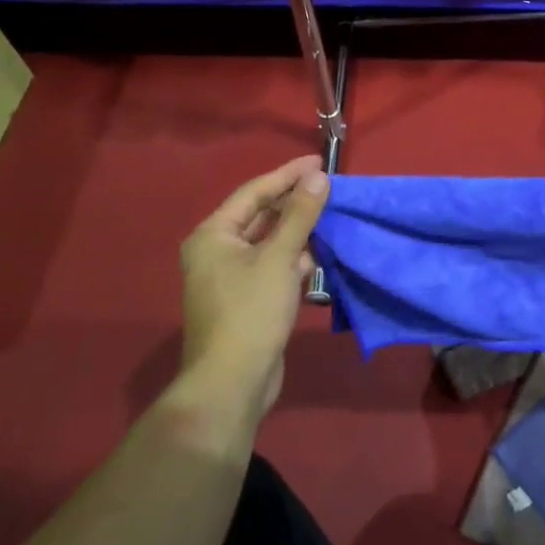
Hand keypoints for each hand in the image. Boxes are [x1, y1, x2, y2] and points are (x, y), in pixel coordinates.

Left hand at [175, 156, 329, 420]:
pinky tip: (318, 256)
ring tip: (331, 217)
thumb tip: (318, 177)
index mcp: (214, 235)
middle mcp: (217, 252)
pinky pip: (272, 266)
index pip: (254, 192)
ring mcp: (230, 278)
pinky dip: (294, 259)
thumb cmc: (251, 311)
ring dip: (298, 231)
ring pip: (269, 242)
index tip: (319, 162)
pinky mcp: (246, 300)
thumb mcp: (279, 257)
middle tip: (328, 187)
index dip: (288, 174)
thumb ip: (300, 214)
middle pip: (261, 216)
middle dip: (295, 202)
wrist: (233, 382)